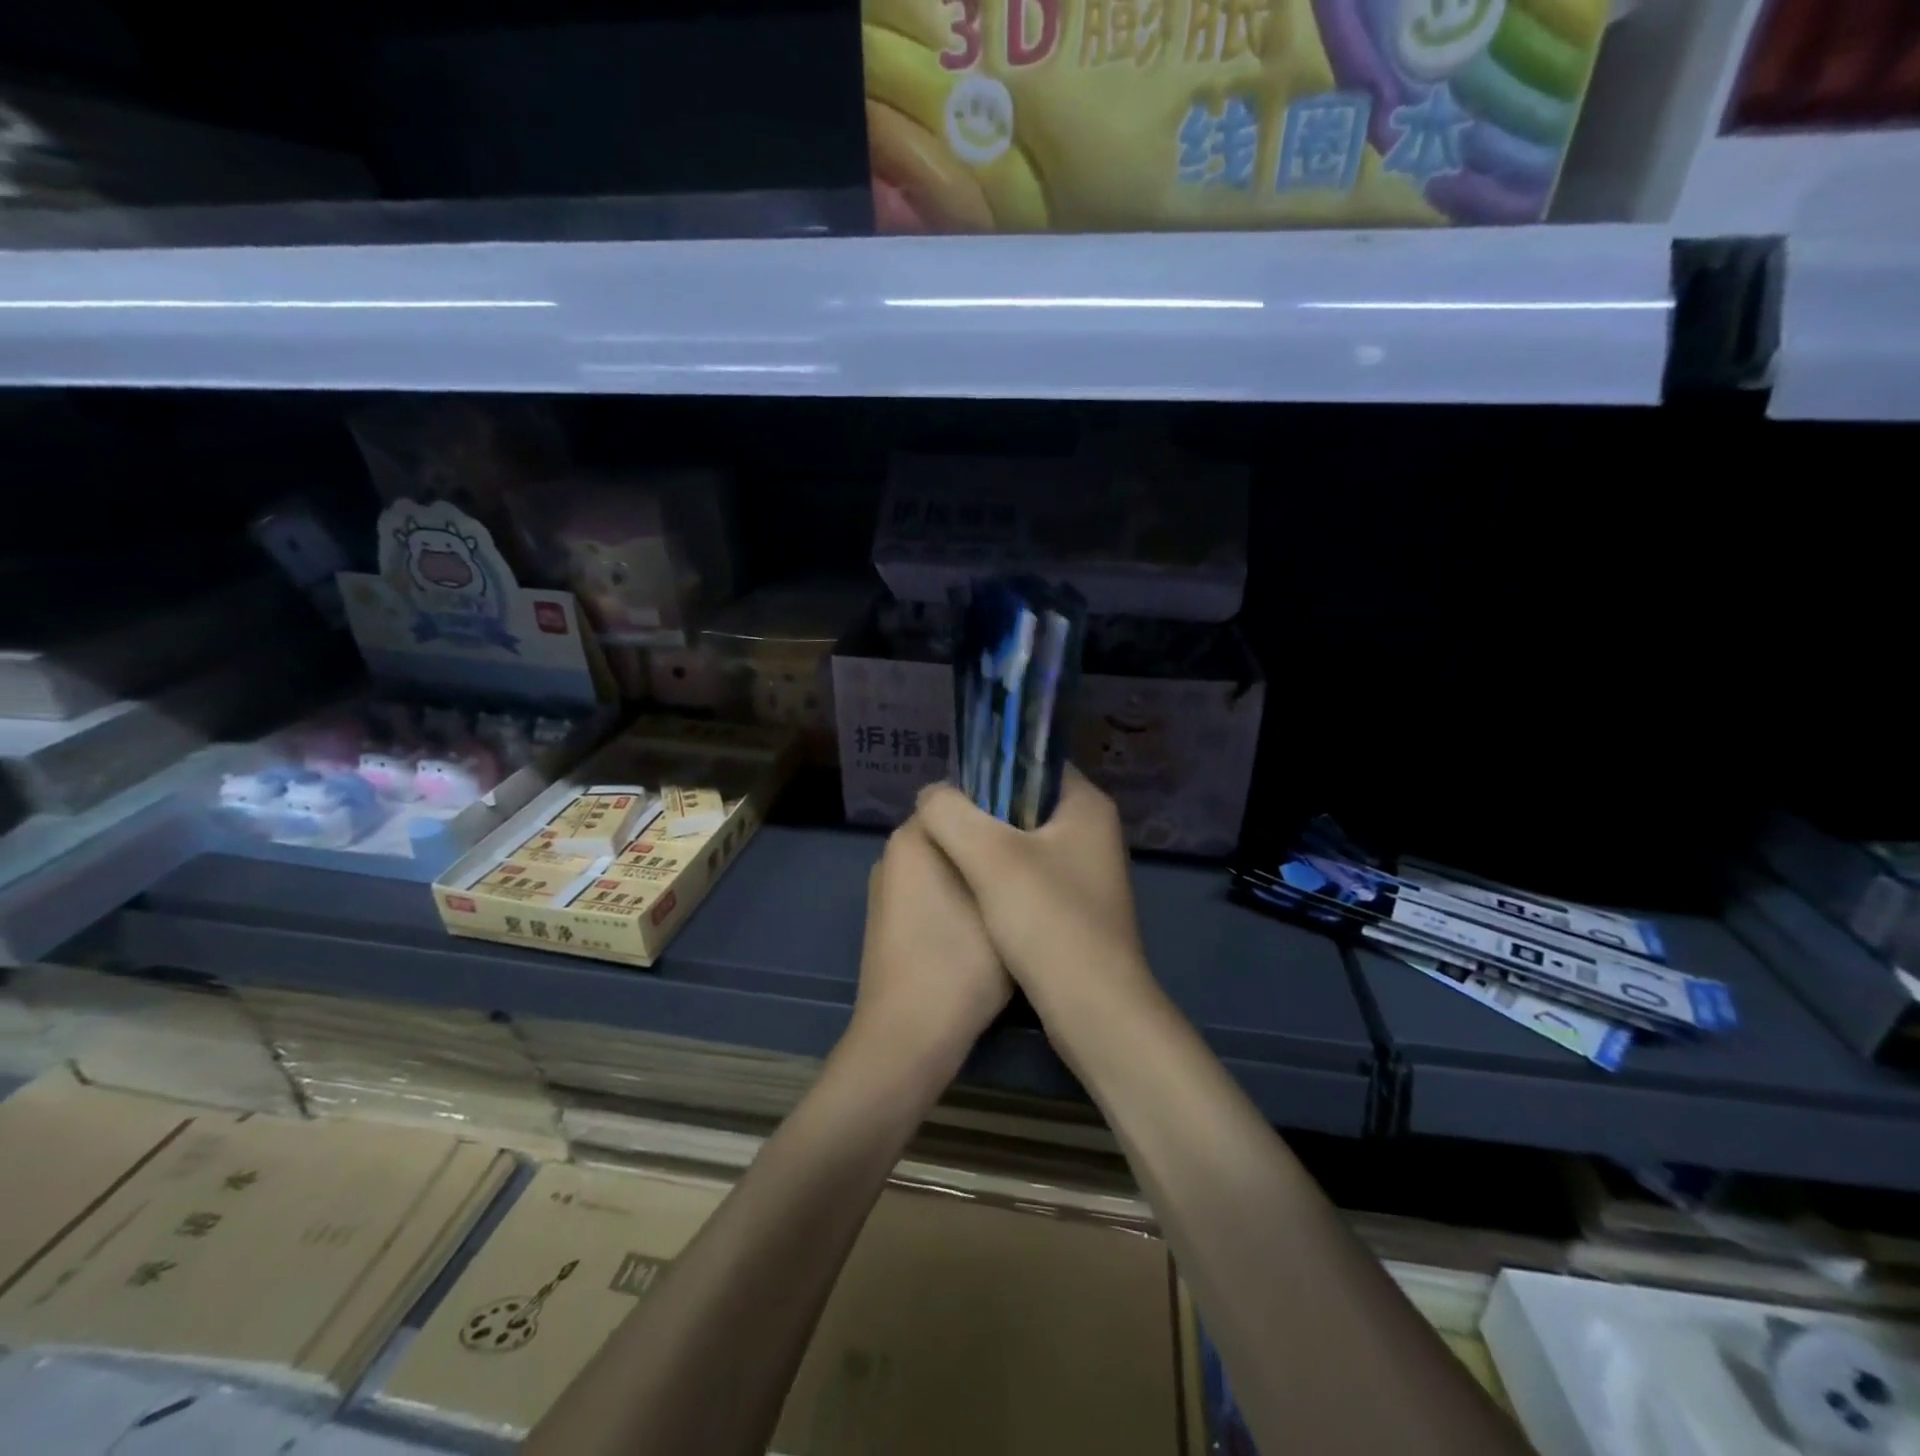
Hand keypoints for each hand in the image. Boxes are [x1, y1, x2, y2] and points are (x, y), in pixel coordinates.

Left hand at [850, 819, 1012, 1074]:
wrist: (907, 1036)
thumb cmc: (959, 962)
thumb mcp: (1001, 902)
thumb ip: (1007, 858)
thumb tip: (1017, 839)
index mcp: (914, 836)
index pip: (962, 797)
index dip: (1002, 809)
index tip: (1036, 829)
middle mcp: (893, 853)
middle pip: (953, 832)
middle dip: (988, 843)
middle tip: (1031, 863)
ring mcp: (886, 889)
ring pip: (943, 864)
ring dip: (974, 874)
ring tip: (1014, 894)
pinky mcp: (886, 920)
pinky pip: (928, 891)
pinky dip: (954, 898)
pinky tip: (983, 925)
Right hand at [913, 768, 1153, 1021]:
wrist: (1093, 1009)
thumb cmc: (1046, 920)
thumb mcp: (988, 857)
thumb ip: (950, 814)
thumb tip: (931, 795)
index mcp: (1087, 805)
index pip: (1033, 762)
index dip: (989, 769)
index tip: (950, 792)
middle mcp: (1093, 831)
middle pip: (1026, 802)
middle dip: (982, 812)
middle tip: (941, 825)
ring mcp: (1087, 871)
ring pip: (1024, 842)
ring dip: (988, 847)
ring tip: (949, 855)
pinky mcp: (1076, 906)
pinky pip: (1030, 875)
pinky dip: (1001, 878)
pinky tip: (973, 892)